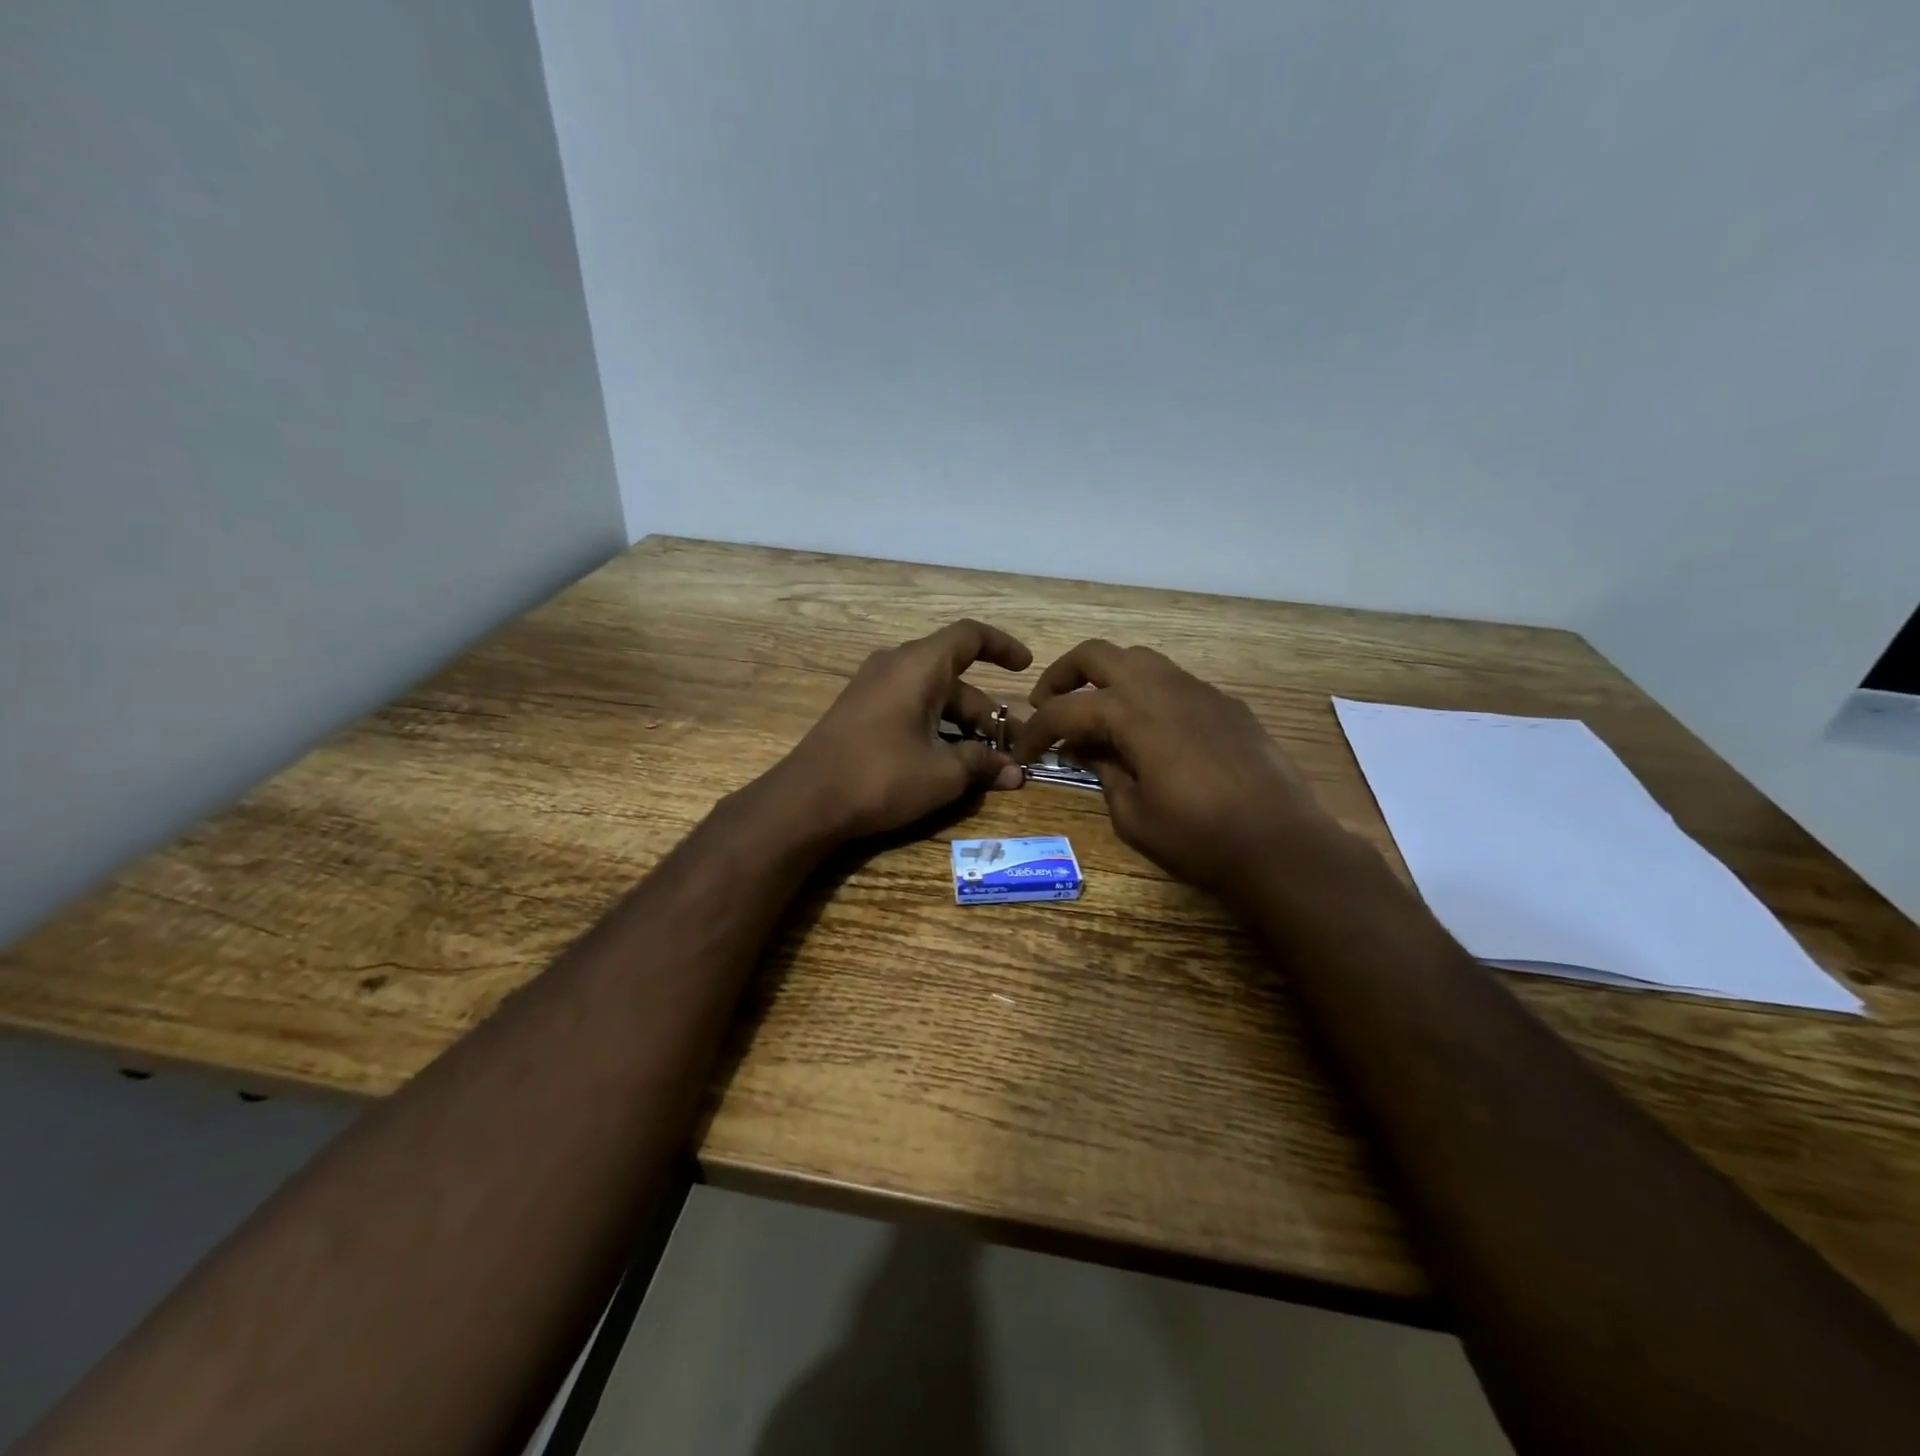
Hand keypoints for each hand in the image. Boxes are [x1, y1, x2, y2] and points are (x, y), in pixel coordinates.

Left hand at [778, 620, 1032, 841]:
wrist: (805, 802)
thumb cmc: (880, 777)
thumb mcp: (942, 774)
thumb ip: (982, 765)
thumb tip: (1014, 773)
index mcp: (918, 666)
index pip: (970, 636)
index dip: (1002, 646)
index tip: (1026, 667)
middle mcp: (895, 666)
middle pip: (954, 676)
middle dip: (986, 710)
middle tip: (1011, 746)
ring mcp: (873, 688)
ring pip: (932, 695)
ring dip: (961, 724)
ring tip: (984, 762)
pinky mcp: (860, 712)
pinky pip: (909, 707)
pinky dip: (935, 727)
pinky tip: (946, 762)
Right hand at [1012, 640, 1334, 895]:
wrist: (1281, 843)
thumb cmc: (1198, 838)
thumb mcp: (1133, 816)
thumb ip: (1104, 774)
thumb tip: (1088, 752)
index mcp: (1132, 714)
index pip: (1065, 709)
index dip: (1035, 730)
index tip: (1023, 752)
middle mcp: (1162, 687)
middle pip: (1098, 654)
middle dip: (1063, 675)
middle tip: (1049, 705)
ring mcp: (1199, 690)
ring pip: (1139, 659)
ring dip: (1107, 678)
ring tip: (1097, 713)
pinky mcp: (1226, 703)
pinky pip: (1174, 681)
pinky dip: (1146, 693)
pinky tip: (1149, 730)